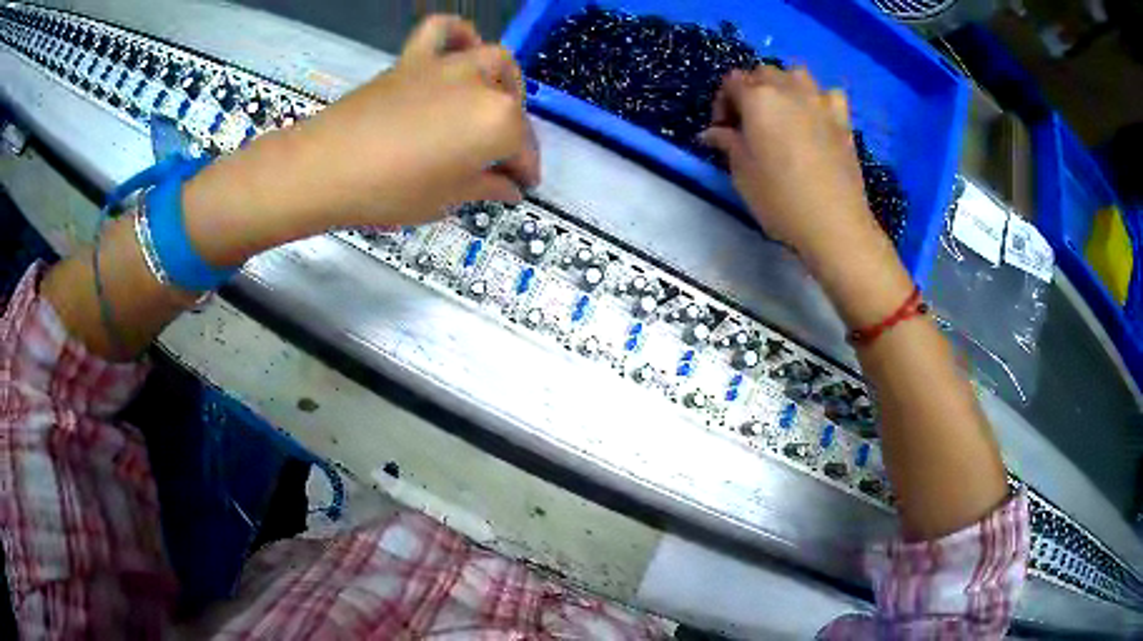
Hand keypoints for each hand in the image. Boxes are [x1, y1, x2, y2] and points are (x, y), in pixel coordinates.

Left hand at [184, 16, 538, 265]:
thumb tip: (510, 186)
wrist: (325, 168)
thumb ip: (487, 188)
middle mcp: (482, 85)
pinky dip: (457, 33)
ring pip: (491, 59)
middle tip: (497, 155)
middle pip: (511, 104)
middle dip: (514, 130)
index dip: (525, 171)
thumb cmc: (390, 192)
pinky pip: (441, 30)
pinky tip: (461, 48)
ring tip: (491, 100)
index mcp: (498, 123)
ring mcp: (447, 65)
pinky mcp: (413, 58)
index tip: (522, 186)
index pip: (523, 149)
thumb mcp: (446, 200)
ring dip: (501, 79)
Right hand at [702, 67, 911, 327]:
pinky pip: (828, 94)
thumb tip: (712, 132)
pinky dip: (818, 99)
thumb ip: (727, 143)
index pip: (731, 82)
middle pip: (762, 73)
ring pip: (795, 74)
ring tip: (782, 113)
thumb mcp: (741, 172)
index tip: (723, 130)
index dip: (722, 103)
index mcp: (758, 97)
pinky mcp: (842, 118)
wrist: (834, 223)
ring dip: (783, 86)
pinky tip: (816, 117)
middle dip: (750, 91)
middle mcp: (788, 88)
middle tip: (749, 123)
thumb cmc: (780, 198)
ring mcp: (820, 101)